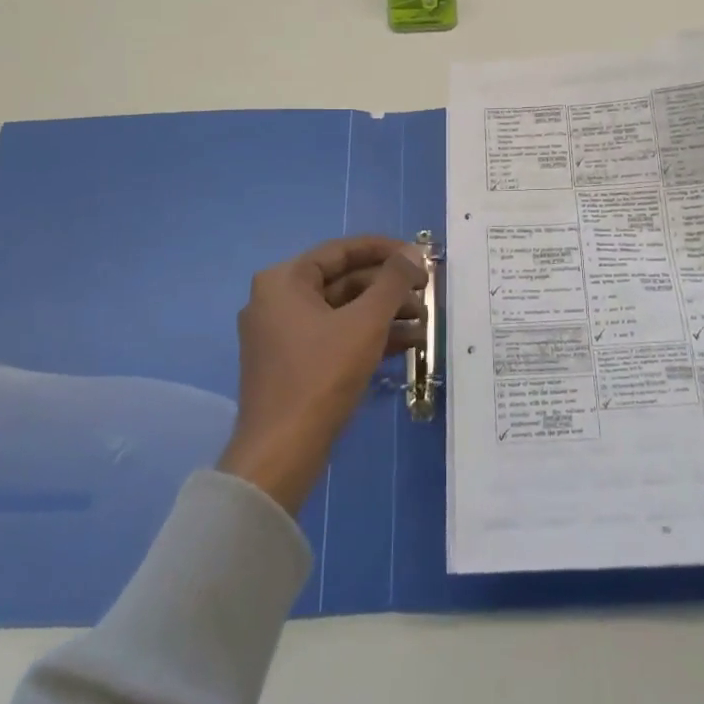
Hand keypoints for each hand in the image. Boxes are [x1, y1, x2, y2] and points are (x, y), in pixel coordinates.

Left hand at [217, 235, 427, 513]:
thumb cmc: (322, 375)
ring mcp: (282, 335)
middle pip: (343, 281)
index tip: (419, 256)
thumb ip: (393, 281)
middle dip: (388, 288)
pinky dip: (368, 337)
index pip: (341, 251)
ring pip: (343, 311)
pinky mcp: (292, 364)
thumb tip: (413, 253)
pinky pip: (335, 337)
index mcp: (284, 280)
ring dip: (384, 314)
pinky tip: (408, 344)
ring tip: (425, 322)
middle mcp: (277, 301)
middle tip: (427, 292)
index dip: (384, 250)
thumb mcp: (366, 322)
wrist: (281, 452)